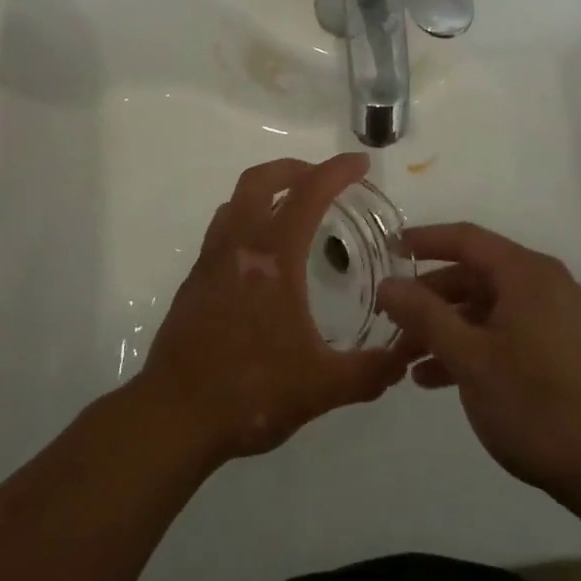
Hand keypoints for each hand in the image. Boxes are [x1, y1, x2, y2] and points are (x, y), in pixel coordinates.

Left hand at [137, 154, 413, 464]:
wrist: (175, 416)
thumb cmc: (251, 392)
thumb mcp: (322, 387)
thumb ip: (369, 371)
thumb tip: (405, 356)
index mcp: (273, 257)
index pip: (308, 193)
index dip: (337, 171)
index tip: (361, 164)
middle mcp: (238, 245)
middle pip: (261, 180)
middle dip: (295, 168)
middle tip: (323, 179)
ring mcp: (211, 260)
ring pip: (236, 201)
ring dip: (267, 191)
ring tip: (293, 209)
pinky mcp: (195, 280)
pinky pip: (222, 229)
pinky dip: (247, 220)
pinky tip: (262, 256)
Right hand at [376, 222, 580, 506]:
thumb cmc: (536, 405)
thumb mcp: (469, 358)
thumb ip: (424, 315)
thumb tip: (387, 283)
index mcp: (525, 273)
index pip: (465, 238)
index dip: (424, 241)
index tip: (387, 250)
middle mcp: (543, 284)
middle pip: (473, 275)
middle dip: (429, 298)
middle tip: (390, 322)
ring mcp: (555, 318)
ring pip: (486, 308)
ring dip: (445, 328)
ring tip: (405, 360)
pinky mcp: (560, 350)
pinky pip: (504, 332)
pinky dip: (472, 346)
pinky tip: (437, 379)